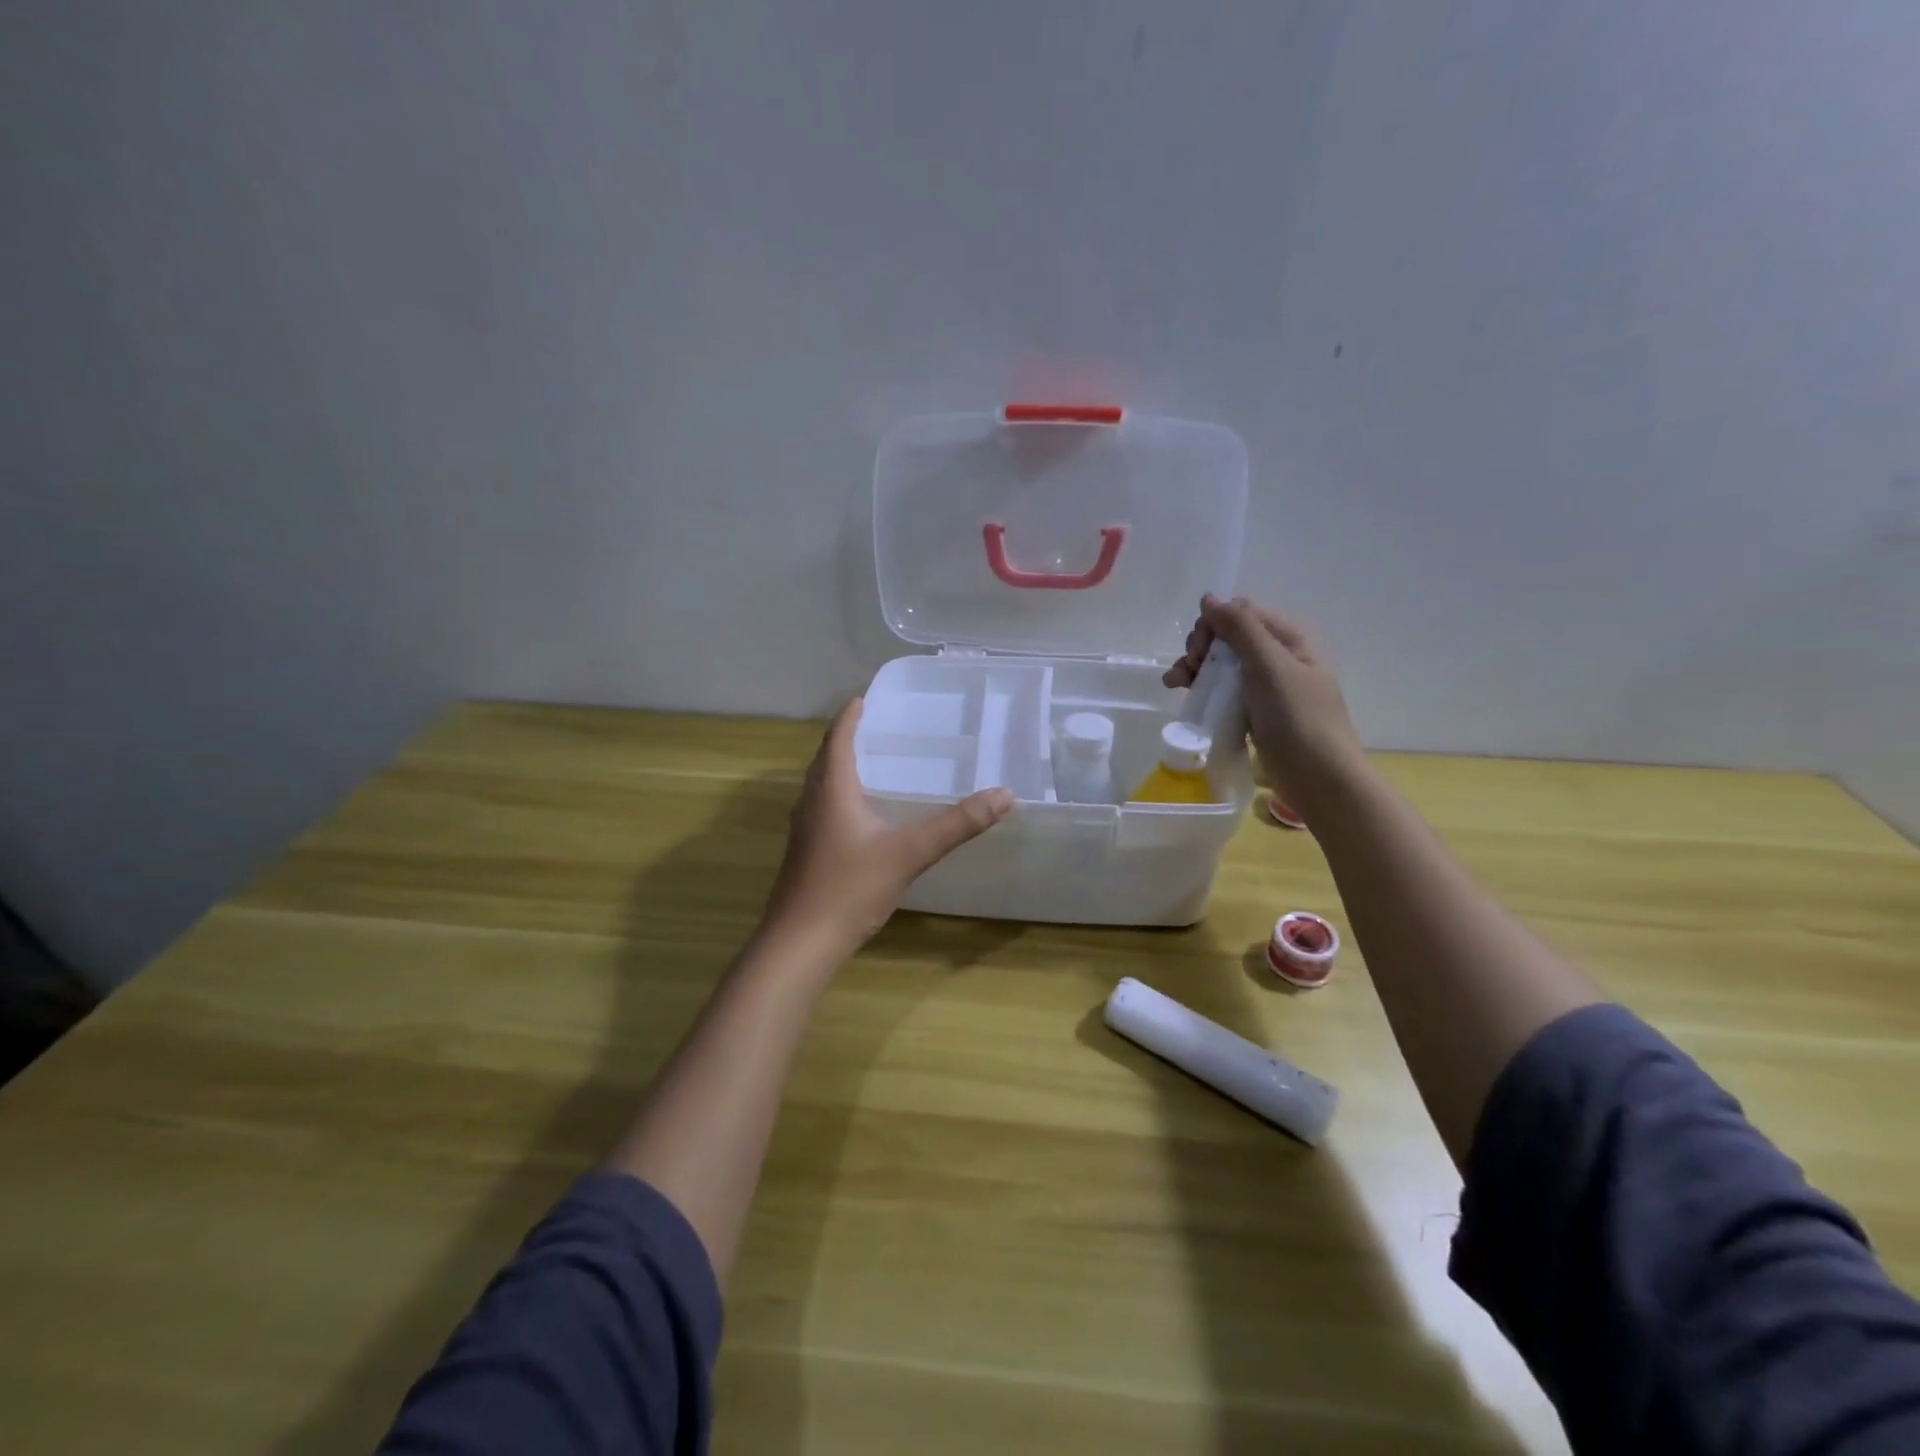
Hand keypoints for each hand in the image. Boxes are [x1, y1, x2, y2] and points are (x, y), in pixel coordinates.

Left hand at [761, 699, 1013, 956]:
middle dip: (847, 737)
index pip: (837, 738)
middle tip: (877, 726)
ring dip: (840, 766)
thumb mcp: (909, 853)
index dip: (850, 716)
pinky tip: (861, 813)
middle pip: (826, 757)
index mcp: (832, 789)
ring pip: (821, 784)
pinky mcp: (805, 851)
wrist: (800, 943)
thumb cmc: (850, 888)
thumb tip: (1004, 794)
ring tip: (872, 762)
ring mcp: (804, 828)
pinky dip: (839, 794)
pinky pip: (822, 806)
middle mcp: (812, 801)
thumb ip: (957, 825)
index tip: (865, 698)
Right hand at [1163, 594, 1363, 811]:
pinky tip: (1186, 698)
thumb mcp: (1269, 666)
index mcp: (1290, 640)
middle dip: (1201, 647)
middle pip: (1229, 638)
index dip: (1215, 624)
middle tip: (1188, 669)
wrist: (1320, 780)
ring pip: (1223, 666)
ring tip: (1174, 685)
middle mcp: (1279, 658)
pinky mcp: (1256, 714)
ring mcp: (1267, 688)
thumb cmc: (1298, 719)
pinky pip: (1225, 692)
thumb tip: (1209, 598)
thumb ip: (1240, 629)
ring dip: (1196, 669)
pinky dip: (1204, 691)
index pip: (1243, 613)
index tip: (1199, 649)